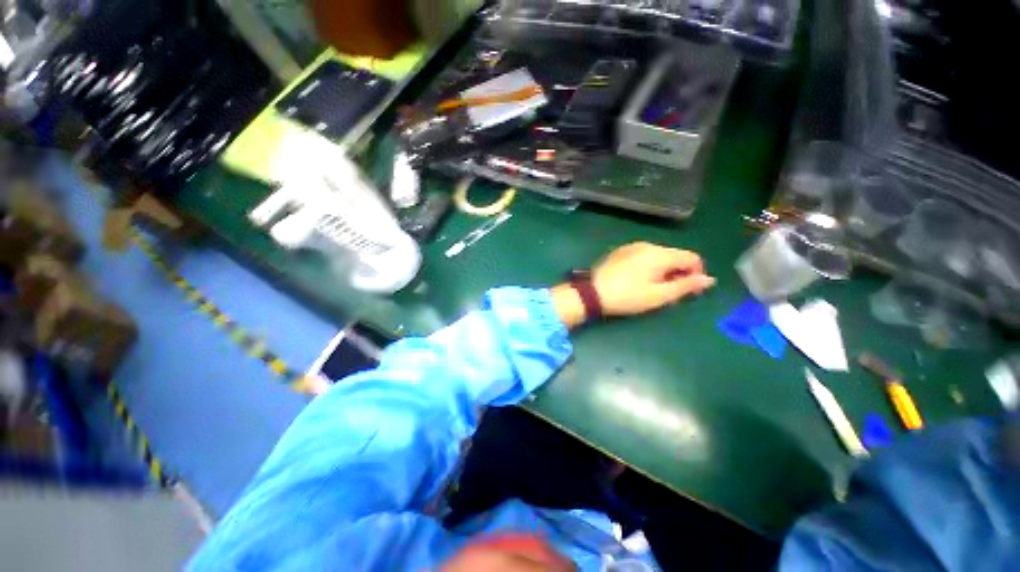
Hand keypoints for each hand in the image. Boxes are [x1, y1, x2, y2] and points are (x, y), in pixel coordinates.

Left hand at [552, 242, 714, 327]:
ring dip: (664, 271)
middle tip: (670, 294)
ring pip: (659, 256)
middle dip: (678, 273)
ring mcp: (632, 247)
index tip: (690, 291)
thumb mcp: (659, 296)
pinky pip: (644, 256)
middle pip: (675, 255)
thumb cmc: (627, 296)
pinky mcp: (620, 252)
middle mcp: (647, 245)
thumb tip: (709, 280)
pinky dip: (649, 267)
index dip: (697, 274)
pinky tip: (639, 281)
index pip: (692, 257)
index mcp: (660, 253)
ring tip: (653, 289)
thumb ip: (686, 286)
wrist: (592, 293)